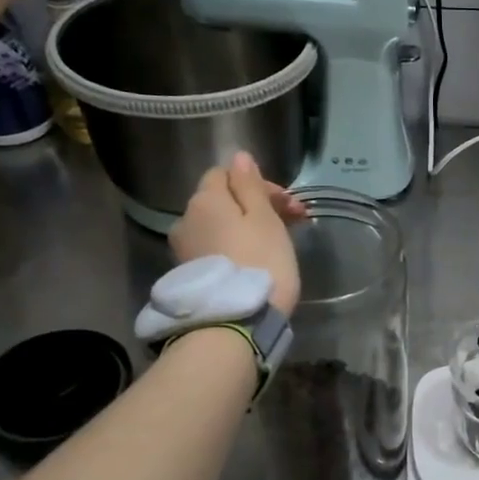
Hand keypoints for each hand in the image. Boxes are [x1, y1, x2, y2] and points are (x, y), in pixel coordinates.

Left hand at [168, 153, 308, 314]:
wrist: (236, 322)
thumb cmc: (260, 261)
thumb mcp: (264, 218)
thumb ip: (250, 185)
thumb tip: (239, 157)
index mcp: (205, 199)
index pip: (226, 174)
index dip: (258, 183)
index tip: (288, 203)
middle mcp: (186, 219)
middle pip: (222, 201)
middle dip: (256, 206)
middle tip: (293, 222)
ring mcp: (184, 250)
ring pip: (219, 226)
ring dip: (245, 227)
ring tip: (276, 244)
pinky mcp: (191, 276)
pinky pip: (215, 248)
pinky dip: (235, 248)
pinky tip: (256, 262)